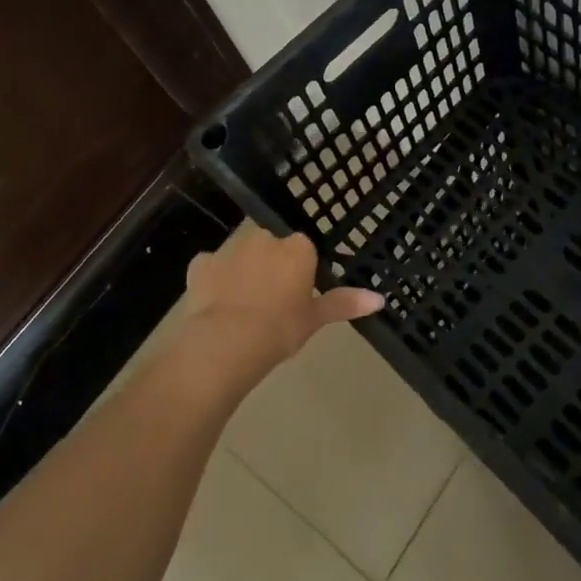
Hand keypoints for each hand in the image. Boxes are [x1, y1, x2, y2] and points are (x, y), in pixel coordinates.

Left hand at [180, 222, 382, 380]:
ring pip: (241, 256)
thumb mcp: (314, 319)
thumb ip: (344, 304)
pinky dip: (213, 281)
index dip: (300, 272)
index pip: (303, 250)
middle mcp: (264, 238)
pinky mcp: (201, 263)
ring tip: (241, 309)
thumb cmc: (279, 329)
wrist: (226, 342)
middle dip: (270, 268)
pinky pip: (211, 268)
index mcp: (296, 248)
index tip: (296, 296)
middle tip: (271, 303)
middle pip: (271, 248)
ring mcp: (230, 248)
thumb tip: (379, 299)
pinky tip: (215, 306)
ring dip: (242, 273)